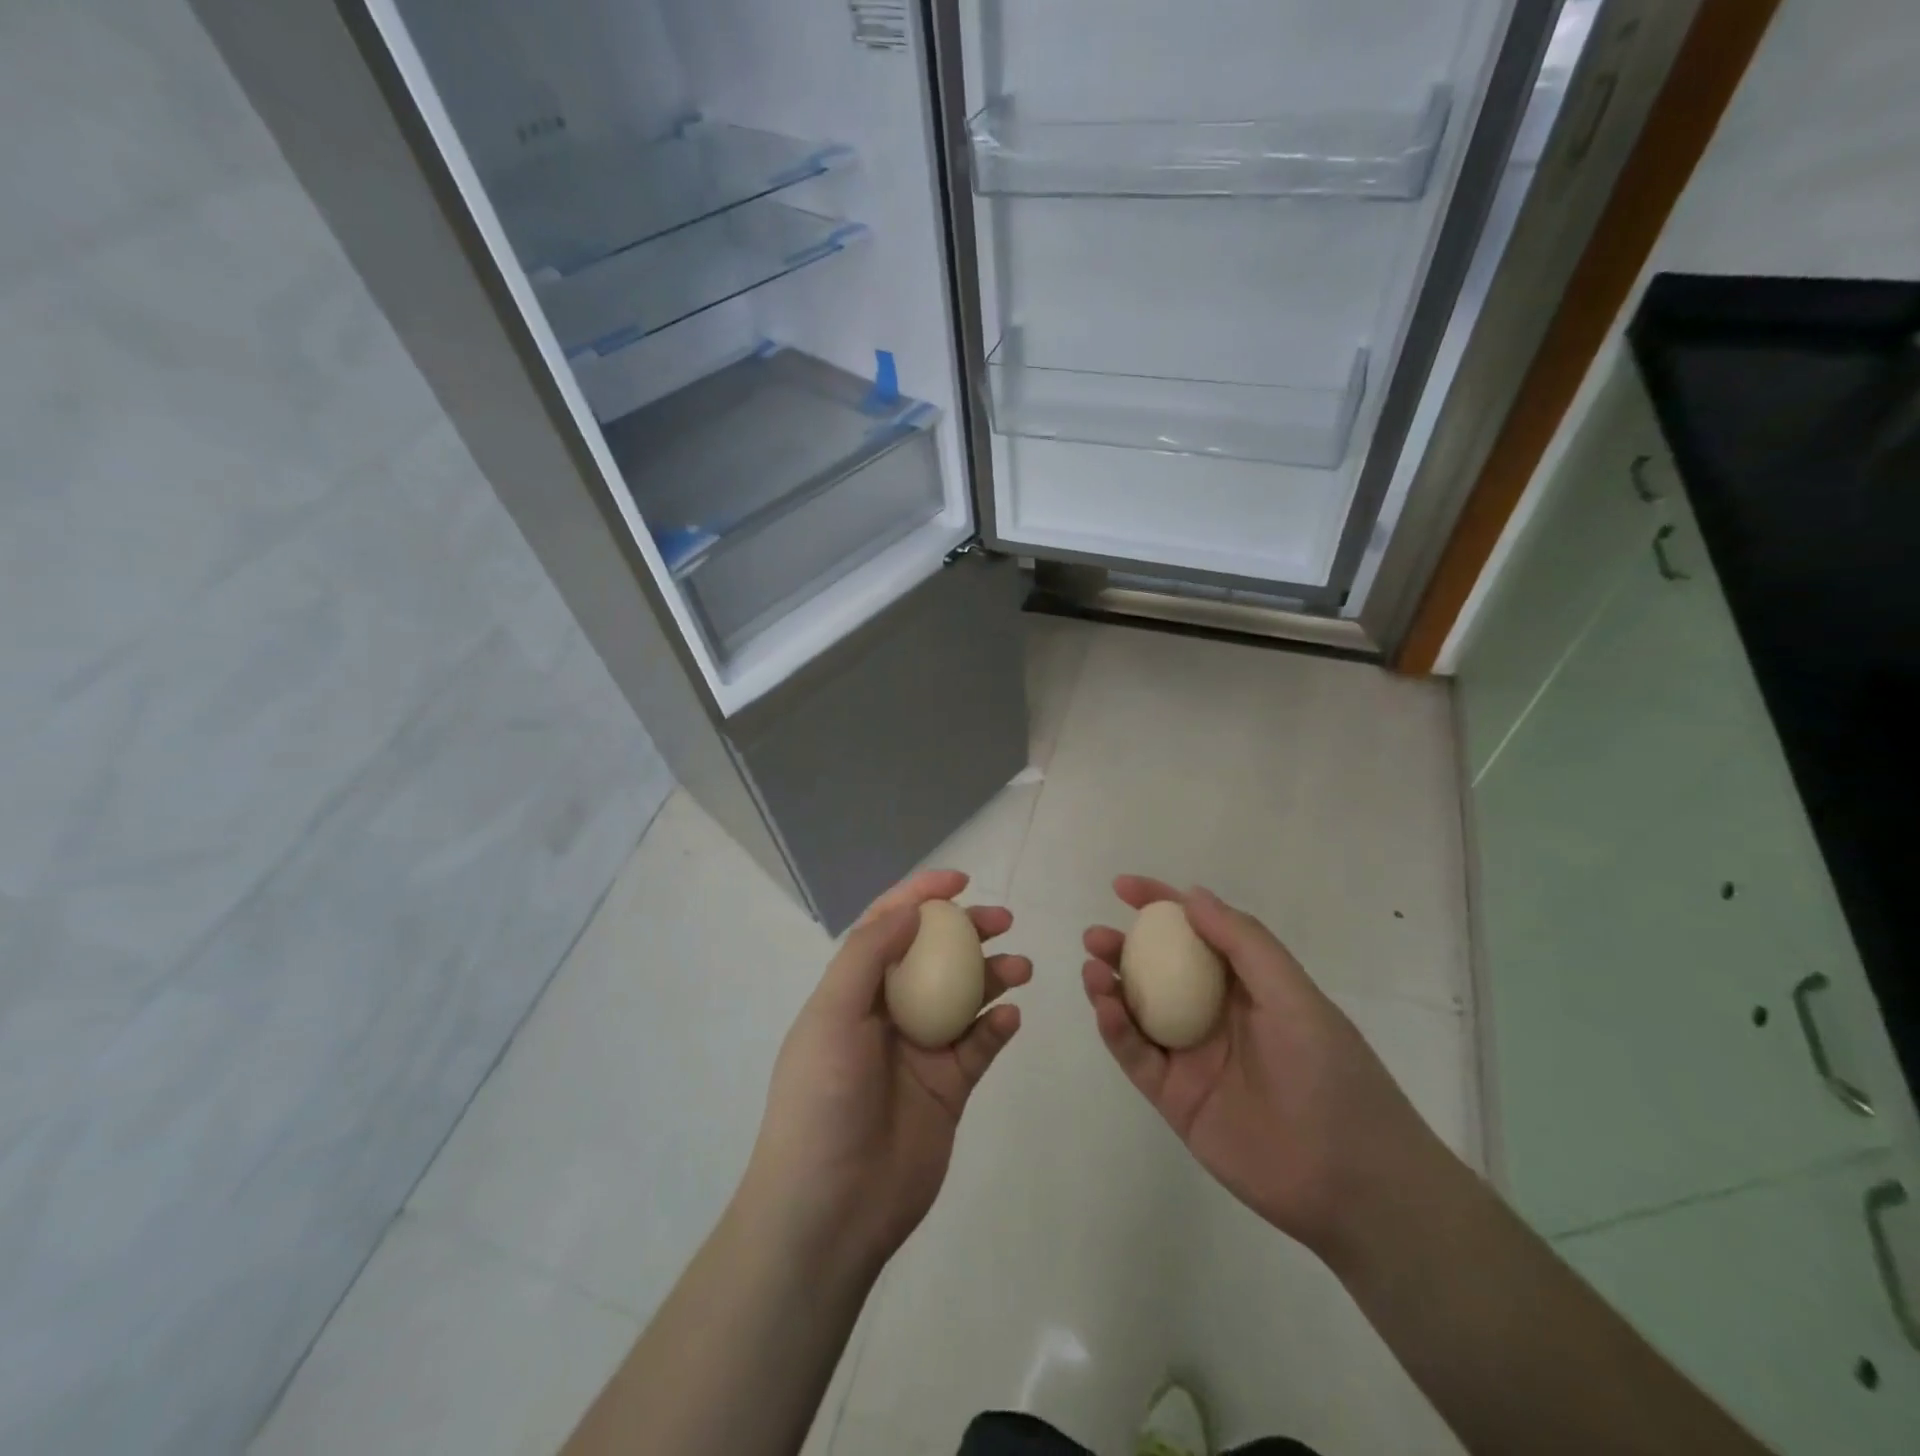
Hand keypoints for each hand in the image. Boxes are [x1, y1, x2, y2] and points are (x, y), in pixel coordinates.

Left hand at [742, 869, 1028, 1276]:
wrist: (830, 1209)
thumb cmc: (822, 1099)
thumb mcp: (832, 1015)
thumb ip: (869, 955)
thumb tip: (911, 911)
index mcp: (854, 991)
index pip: (888, 927)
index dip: (920, 895)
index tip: (959, 880)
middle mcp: (888, 1013)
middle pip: (934, 956)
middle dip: (967, 930)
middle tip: (1002, 919)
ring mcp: (921, 1051)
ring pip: (964, 997)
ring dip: (993, 975)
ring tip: (1020, 967)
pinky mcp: (949, 1088)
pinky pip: (980, 1046)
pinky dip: (998, 1027)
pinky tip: (1011, 1017)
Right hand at [1082, 876, 1443, 1262]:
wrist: (1351, 1181)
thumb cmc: (1329, 1072)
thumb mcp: (1294, 995)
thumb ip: (1243, 943)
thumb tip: (1192, 895)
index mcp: (1245, 984)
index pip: (1196, 931)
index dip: (1160, 904)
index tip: (1122, 887)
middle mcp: (1213, 1013)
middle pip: (1156, 970)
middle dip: (1122, 946)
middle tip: (1095, 937)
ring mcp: (1191, 1056)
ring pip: (1137, 1010)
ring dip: (1110, 985)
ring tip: (1092, 968)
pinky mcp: (1174, 1097)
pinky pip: (1136, 1056)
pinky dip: (1115, 1030)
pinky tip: (1105, 1008)